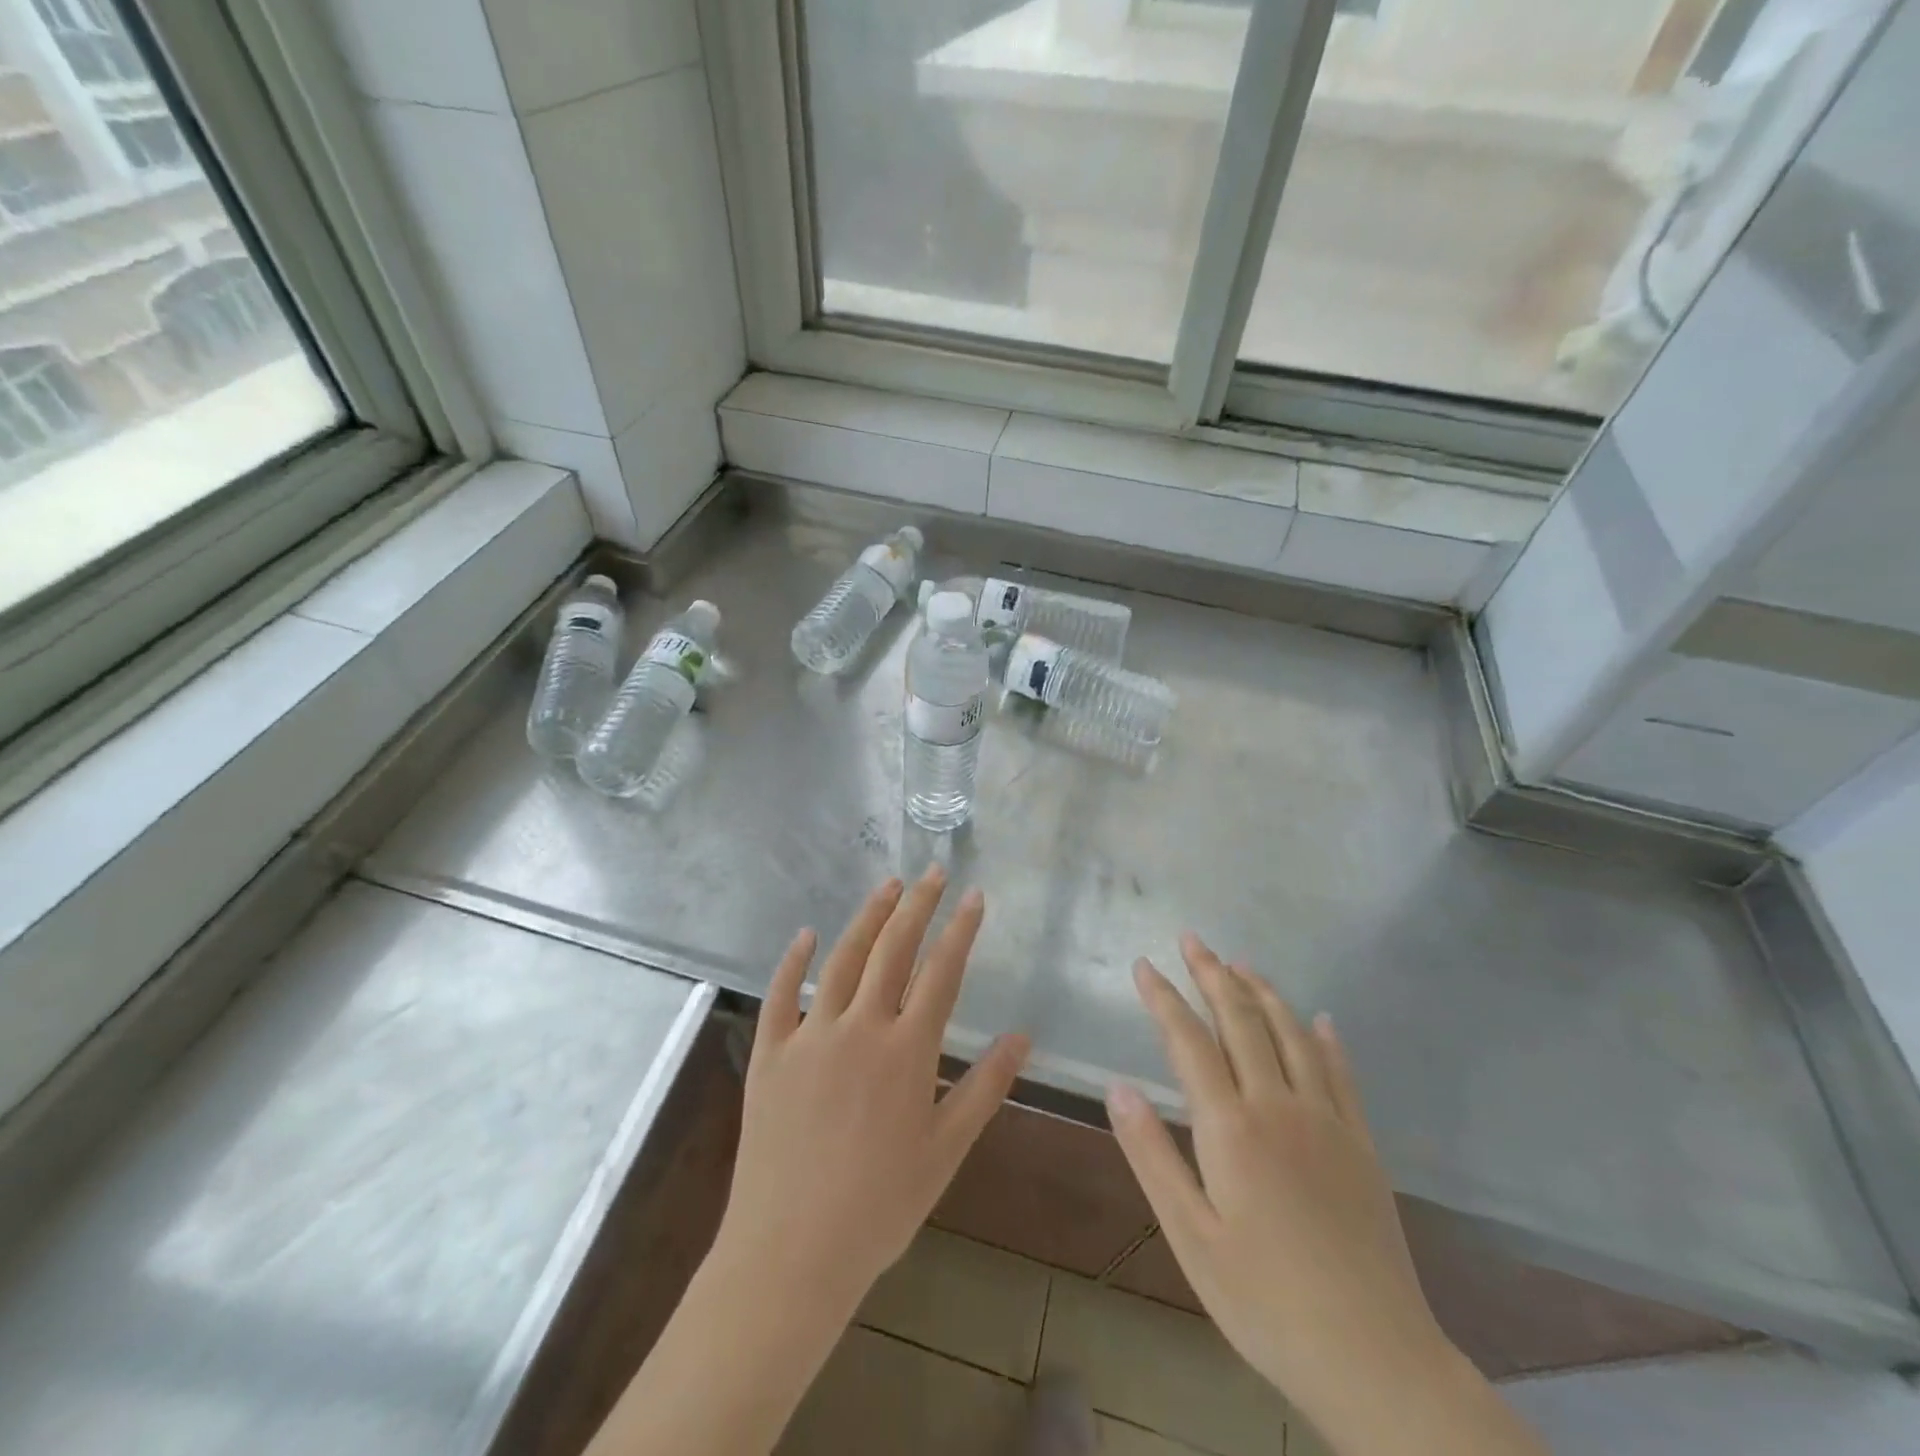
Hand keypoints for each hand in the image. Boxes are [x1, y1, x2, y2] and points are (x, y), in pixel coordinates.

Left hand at [589, 870, 1027, 1455]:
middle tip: (932, 872)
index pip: (941, 972)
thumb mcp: (946, 1150)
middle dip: (917, 905)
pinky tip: (807, 934)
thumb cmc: (880, 1206)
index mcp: (906, 1050)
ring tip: (888, 886)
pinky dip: (794, 961)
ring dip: (868, 918)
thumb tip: (1022, 1036)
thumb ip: (985, 1087)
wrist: (791, 1253)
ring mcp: (810, 1036)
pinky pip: (781, 995)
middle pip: (893, 950)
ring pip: (842, 959)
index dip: (960, 929)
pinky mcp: (769, 1053)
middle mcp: (860, 1028)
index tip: (973, 895)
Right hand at [1108, 936, 1543, 1455]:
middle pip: (1241, 1020)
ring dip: (1262, 991)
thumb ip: (1152, 1154)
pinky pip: (1341, 1072)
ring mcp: (1327, 1120)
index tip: (1144, 965)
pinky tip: (1318, 1018)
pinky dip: (1324, 1037)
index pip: (1189, 1040)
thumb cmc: (1264, 1301)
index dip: (1163, 997)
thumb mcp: (1189, 1237)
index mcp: (1230, 1127)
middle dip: (1212, 974)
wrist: (1375, 1359)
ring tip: (1240, 963)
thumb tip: (1118, 1086)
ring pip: (1290, 1033)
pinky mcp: (1361, 1143)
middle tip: (1192, 939)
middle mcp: (1279, 1105)